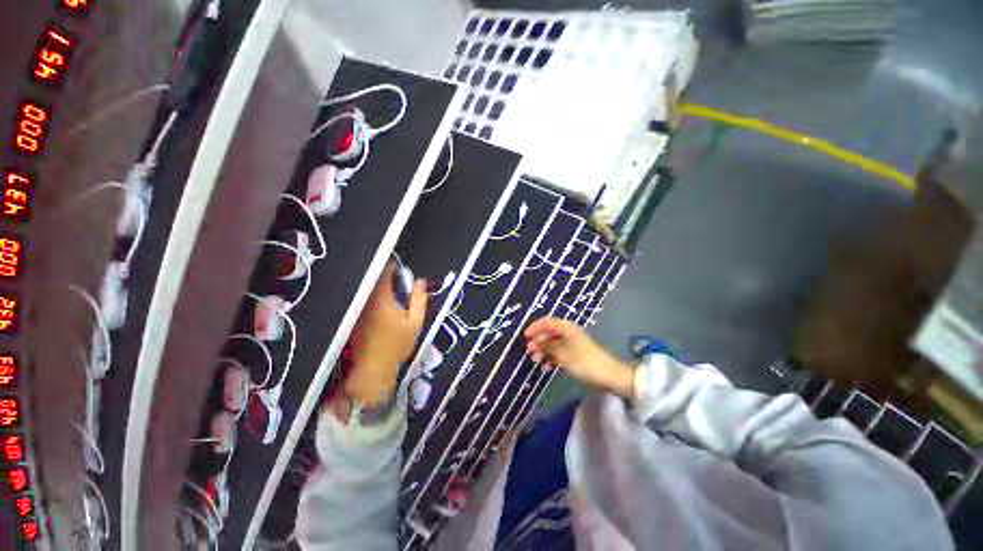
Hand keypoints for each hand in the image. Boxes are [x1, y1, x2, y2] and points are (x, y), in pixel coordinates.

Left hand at [346, 263, 427, 404]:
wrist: (374, 368)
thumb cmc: (398, 344)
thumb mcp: (415, 322)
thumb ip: (419, 299)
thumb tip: (421, 281)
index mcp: (383, 299)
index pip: (385, 274)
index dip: (393, 268)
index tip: (401, 268)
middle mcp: (367, 301)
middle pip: (375, 282)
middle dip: (386, 278)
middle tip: (399, 284)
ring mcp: (358, 310)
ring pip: (368, 292)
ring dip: (379, 289)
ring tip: (391, 296)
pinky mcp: (354, 320)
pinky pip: (363, 302)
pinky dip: (372, 300)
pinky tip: (380, 311)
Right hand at [524, 316, 634, 397]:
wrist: (609, 376)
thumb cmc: (585, 362)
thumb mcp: (563, 354)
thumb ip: (548, 347)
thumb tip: (535, 344)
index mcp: (566, 328)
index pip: (547, 322)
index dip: (535, 327)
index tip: (525, 336)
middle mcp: (568, 333)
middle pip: (548, 333)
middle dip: (537, 341)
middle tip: (529, 351)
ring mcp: (571, 345)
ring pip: (552, 344)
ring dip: (543, 351)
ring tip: (535, 360)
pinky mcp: (573, 356)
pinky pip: (558, 353)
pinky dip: (550, 358)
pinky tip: (545, 367)